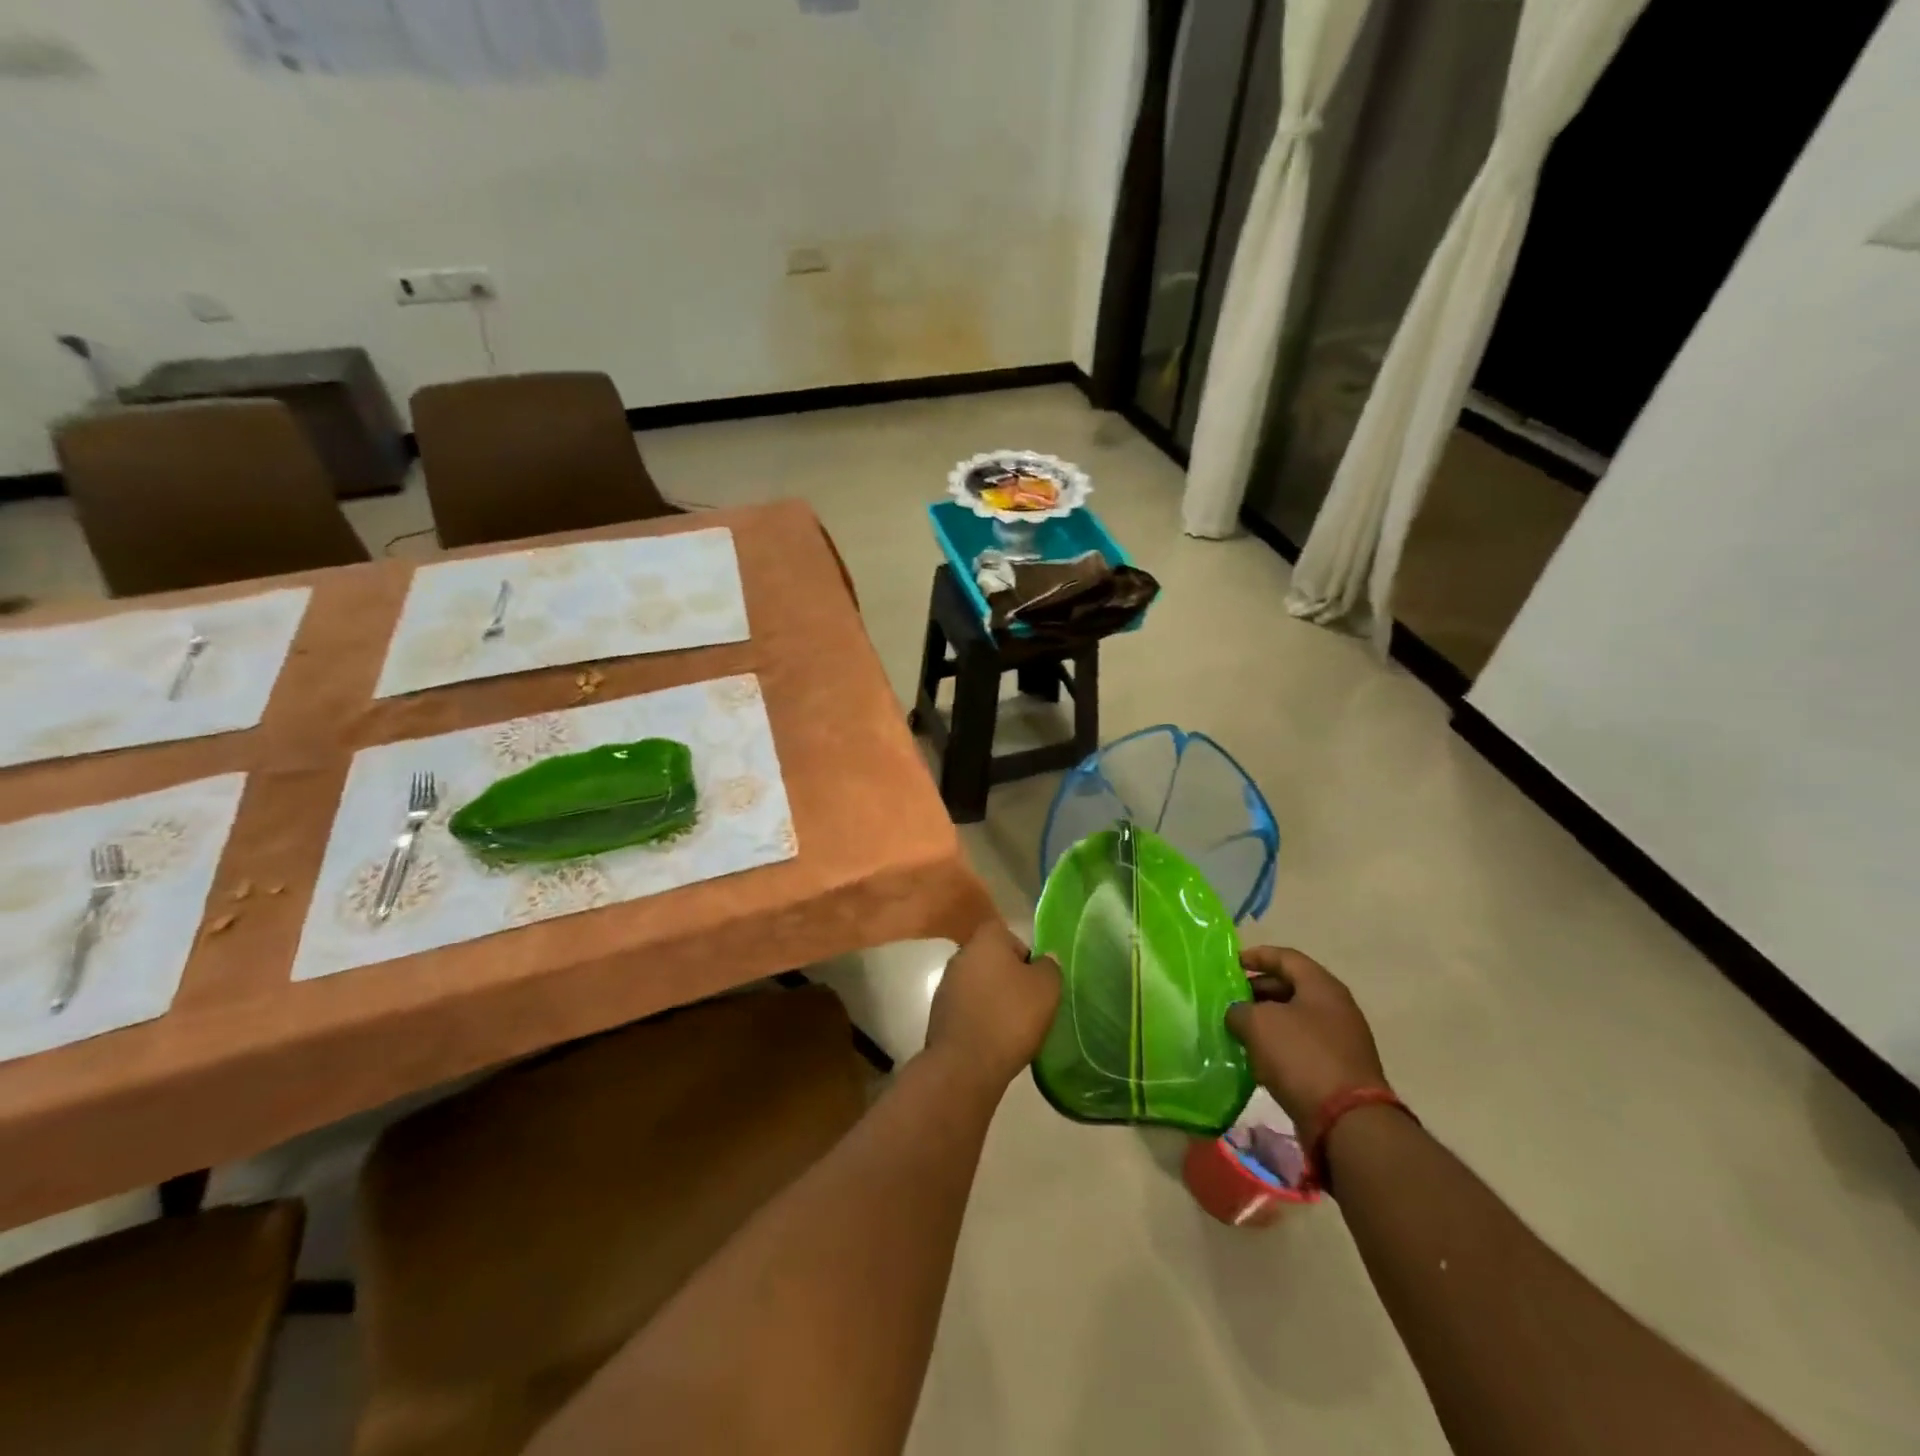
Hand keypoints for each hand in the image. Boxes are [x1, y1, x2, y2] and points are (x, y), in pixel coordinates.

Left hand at [924, 922, 1060, 1095]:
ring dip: (993, 997)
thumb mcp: (1046, 988)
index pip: (1006, 932)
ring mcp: (946, 984)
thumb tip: (1044, 959)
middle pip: (991, 958)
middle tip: (1028, 1002)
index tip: (1034, 977)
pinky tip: (992, 1037)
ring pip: (978, 983)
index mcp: (985, 940)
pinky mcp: (939, 1013)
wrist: (965, 1064)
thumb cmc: (1010, 1017)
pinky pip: (967, 1006)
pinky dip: (979, 1016)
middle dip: (1008, 976)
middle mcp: (961, 955)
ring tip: (1011, 1024)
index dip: (1023, 952)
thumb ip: (1049, 967)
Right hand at [1224, 947, 1388, 1127]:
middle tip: (1230, 998)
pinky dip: (1279, 1047)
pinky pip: (1302, 1047)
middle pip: (1292, 987)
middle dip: (1259, 990)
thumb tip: (1238, 1014)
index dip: (1256, 956)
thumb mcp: (1258, 1024)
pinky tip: (1257, 1059)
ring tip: (1238, 1029)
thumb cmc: (1301, 1057)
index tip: (1231, 964)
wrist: (1347, 1122)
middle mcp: (1336, 1008)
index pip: (1285, 957)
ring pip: (1295, 1019)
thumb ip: (1240, 1010)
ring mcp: (1341, 1041)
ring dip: (1267, 1021)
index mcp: (1322, 986)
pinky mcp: (1339, 1070)